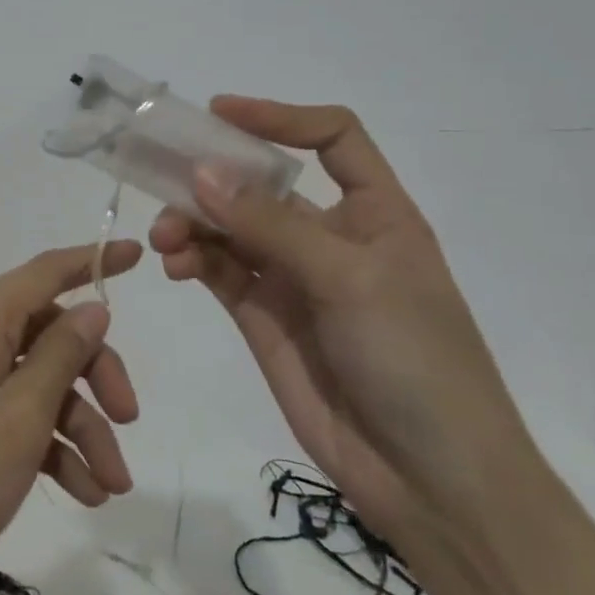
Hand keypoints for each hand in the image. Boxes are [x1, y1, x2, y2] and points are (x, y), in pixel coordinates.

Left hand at [0, 239, 143, 594]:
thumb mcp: (19, 418)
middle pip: (45, 334)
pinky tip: (77, 493)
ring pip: (30, 383)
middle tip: (130, 424)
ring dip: (76, 427)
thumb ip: (60, 355)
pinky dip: (42, 445)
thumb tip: (89, 308)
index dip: (93, 262)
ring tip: (108, 488)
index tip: (137, 254)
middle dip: (94, 377)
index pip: (45, 272)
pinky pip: (3, 414)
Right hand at [156, 98, 594, 594]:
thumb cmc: (415, 362)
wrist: (430, 481)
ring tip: (167, 240)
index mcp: (375, 212)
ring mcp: (293, 278)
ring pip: (230, 227)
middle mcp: (330, 236)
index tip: (220, 113)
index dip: (280, 118)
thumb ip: (272, 226)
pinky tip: (175, 265)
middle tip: (163, 179)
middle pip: (263, 183)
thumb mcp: (350, 281)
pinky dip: (192, 260)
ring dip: (194, 222)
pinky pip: (219, 270)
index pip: (333, 139)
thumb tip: (203, 172)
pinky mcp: (263, 317)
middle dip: (214, 177)